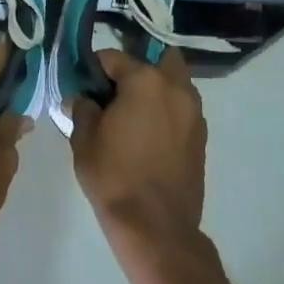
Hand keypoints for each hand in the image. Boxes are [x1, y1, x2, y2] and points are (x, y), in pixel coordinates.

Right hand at [67, 49, 206, 247]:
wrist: (156, 226)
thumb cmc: (114, 176)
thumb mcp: (84, 140)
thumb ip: (82, 109)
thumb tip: (82, 98)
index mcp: (145, 81)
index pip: (114, 57)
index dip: (94, 67)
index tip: (83, 82)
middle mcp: (175, 87)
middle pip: (157, 59)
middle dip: (137, 67)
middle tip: (116, 90)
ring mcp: (193, 111)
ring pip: (175, 82)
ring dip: (156, 87)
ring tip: (133, 112)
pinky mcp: (201, 135)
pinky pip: (182, 108)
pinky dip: (167, 110)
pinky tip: (149, 132)